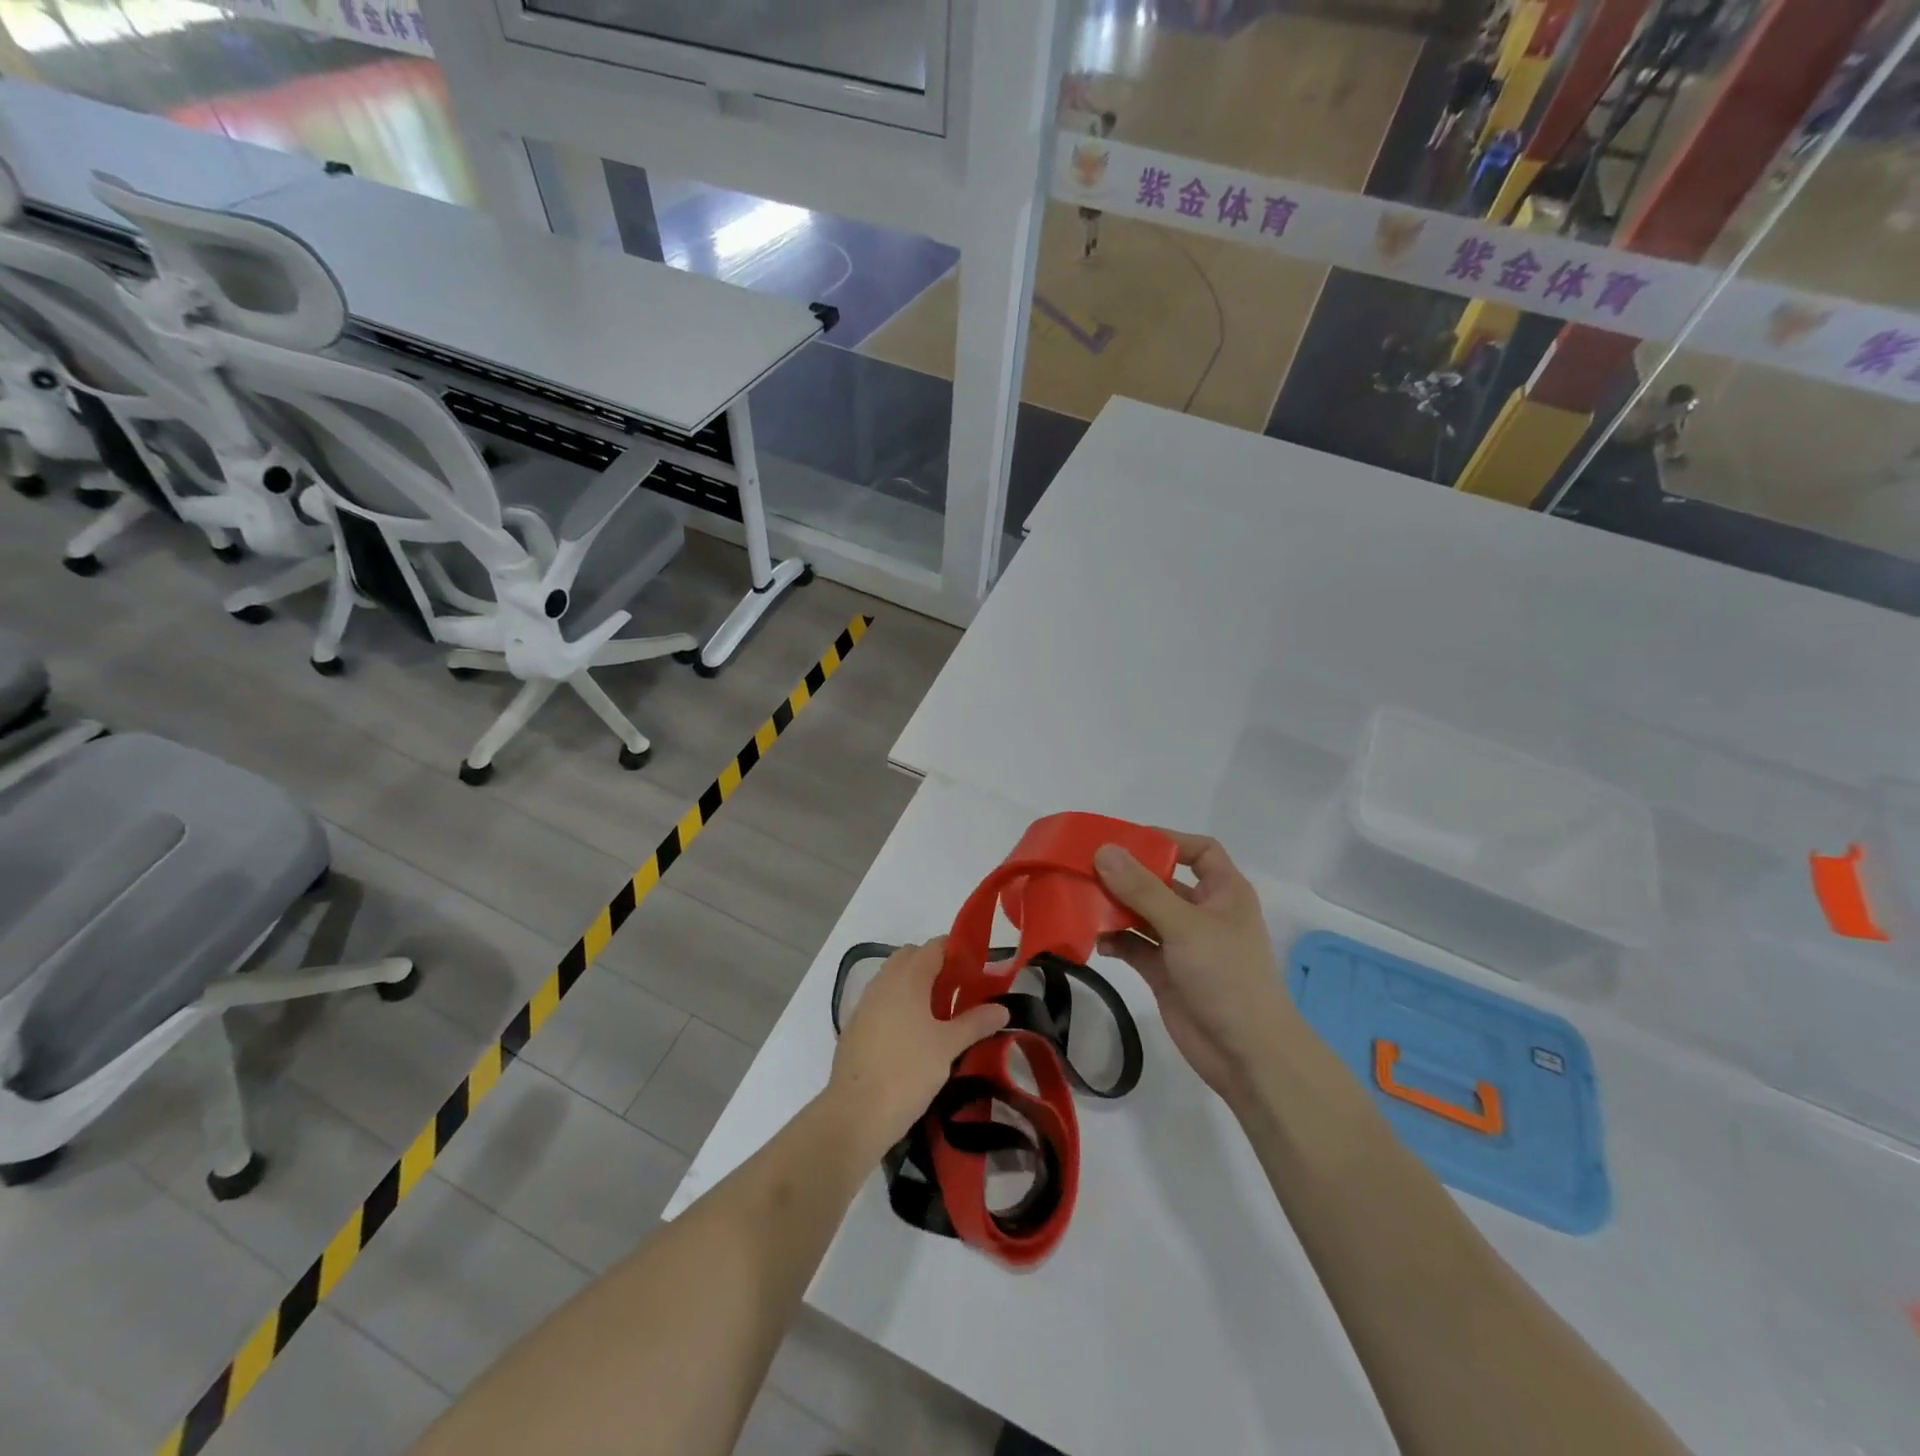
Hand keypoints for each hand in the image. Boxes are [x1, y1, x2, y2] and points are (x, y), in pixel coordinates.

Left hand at [827, 938, 1008, 1152]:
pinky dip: (899, 1005)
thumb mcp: (949, 1047)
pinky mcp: (855, 1026)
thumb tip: (1003, 1008)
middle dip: (936, 967)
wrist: (855, 1114)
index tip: (978, 970)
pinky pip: (882, 1001)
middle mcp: (883, 981)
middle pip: (912, 957)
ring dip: (916, 986)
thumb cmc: (908, 1072)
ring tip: (940, 1016)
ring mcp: (865, 1003)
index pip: (935, 946)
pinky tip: (914, 1036)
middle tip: (959, 992)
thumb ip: (976, 1022)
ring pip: (894, 979)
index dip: (958, 951)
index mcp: (907, 977)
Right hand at [1094, 833, 1297, 1108]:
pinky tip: (1095, 940)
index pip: (1199, 850)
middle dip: (1127, 875)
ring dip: (1116, 908)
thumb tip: (1104, 850)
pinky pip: (1135, 946)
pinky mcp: (1165, 972)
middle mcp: (1203, 913)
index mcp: (1223, 892)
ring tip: (1082, 901)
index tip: (1125, 840)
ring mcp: (1183, 944)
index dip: (1167, 840)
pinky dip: (1116, 941)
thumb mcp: (1185, 925)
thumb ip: (1142, 888)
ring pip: (1143, 914)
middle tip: (1086, 868)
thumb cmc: (1227, 976)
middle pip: (1162, 881)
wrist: (1247, 1054)